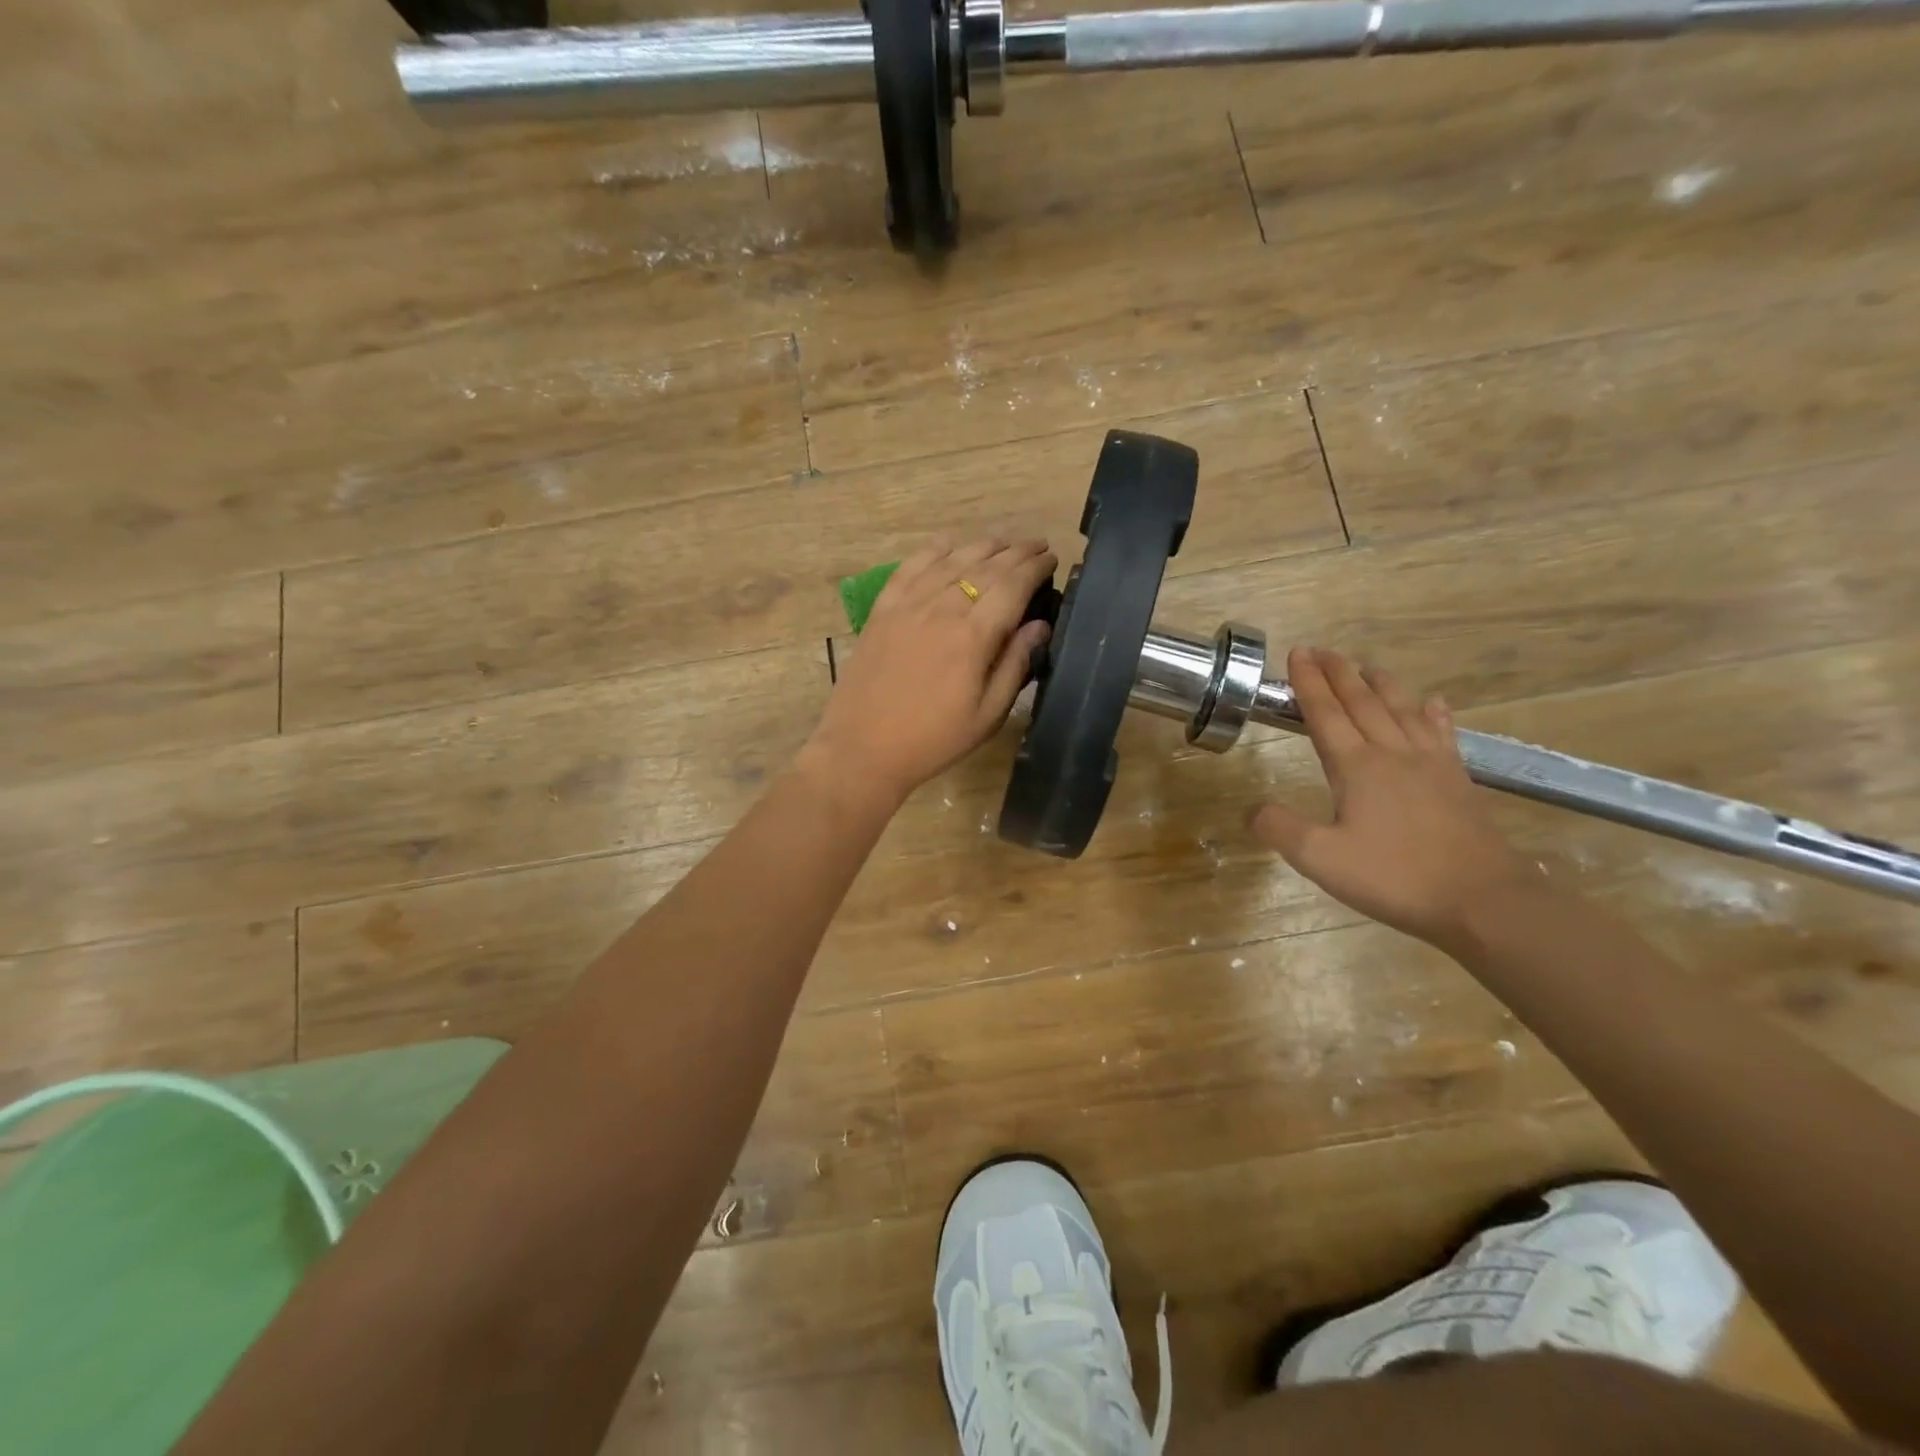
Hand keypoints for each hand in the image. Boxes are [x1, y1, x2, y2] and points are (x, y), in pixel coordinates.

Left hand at [804, 538, 1056, 810]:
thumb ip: (1016, 665)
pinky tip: (948, 544)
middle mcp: (942, 608)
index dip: (1035, 567)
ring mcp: (908, 605)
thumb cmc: (934, 739)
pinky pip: (911, 567)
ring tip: (1003, 542)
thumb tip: (1040, 625)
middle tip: (1036, 546)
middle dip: (1016, 552)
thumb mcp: (988, 714)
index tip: (1052, 558)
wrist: (863, 747)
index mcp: (973, 635)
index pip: (1013, 585)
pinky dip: (934, 551)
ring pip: (951, 559)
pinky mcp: (882, 609)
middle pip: (985, 566)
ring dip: (982, 546)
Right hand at [1251, 647, 1537, 948]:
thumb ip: (1280, 829)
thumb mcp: (1320, 859)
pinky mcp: (1457, 780)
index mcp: (1356, 767)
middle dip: (1339, 673)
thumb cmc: (1394, 877)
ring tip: (1367, 666)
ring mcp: (1430, 764)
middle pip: (1362, 702)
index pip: (1325, 714)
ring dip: (1381, 684)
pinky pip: (1442, 733)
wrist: (1482, 899)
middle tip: (1322, 650)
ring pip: (1402, 709)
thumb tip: (1252, 809)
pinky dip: (1433, 713)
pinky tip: (1433, 702)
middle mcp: (1392, 753)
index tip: (1297, 654)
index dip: (1308, 683)